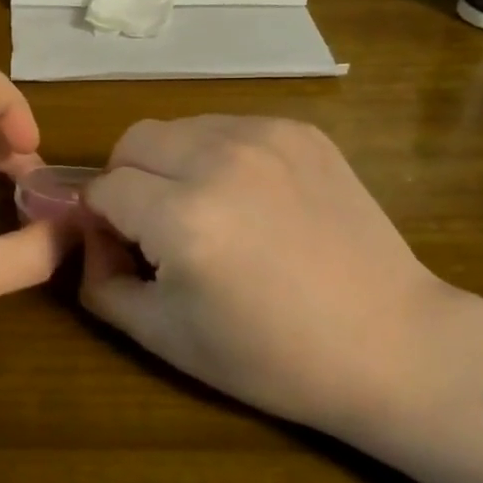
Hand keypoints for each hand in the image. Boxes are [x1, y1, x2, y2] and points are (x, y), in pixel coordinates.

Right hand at [79, 116, 482, 482]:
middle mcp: (218, 161)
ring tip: (204, 208)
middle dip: (127, 179)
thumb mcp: (164, 337)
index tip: (122, 247)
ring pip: (179, 127)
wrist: (393, 345)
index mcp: (183, 218)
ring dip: (170, 162)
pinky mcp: (301, 132)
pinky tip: (249, 198)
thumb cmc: (271, 356)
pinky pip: (228, 127)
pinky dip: (217, 155)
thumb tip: (89, 238)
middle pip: (132, 141)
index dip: (100, 219)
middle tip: (154, 224)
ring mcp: (265, 138)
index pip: (103, 188)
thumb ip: (100, 283)